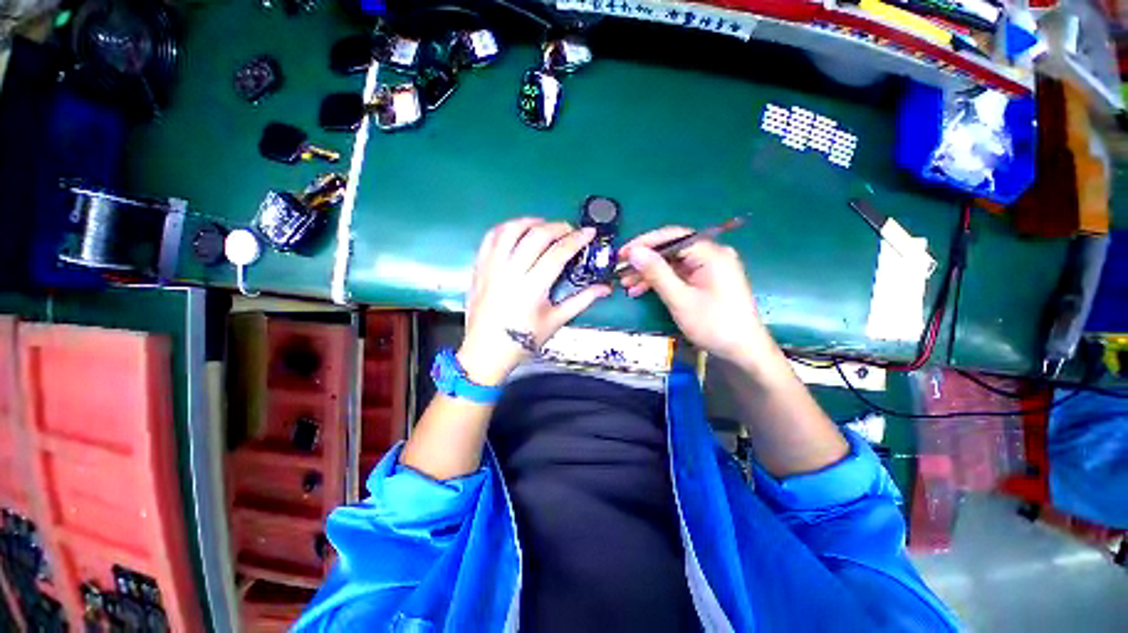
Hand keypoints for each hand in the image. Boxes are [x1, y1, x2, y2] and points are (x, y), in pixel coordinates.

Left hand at [459, 218, 610, 385]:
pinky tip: (517, 232)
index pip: (557, 253)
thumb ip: (581, 300)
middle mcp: (511, 271)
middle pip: (536, 236)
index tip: (589, 232)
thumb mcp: (555, 321)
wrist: (485, 351)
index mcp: (532, 287)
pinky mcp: (479, 267)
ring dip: (531, 222)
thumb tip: (605, 288)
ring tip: (544, 226)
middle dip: (558, 227)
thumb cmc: (523, 340)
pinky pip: (491, 237)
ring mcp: (492, 267)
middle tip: (570, 230)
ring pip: (511, 230)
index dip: (576, 239)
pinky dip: (506, 228)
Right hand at [620, 227, 767, 362]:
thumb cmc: (714, 325)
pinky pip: (678, 275)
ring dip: (649, 274)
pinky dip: (660, 282)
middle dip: (644, 261)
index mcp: (711, 254)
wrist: (743, 351)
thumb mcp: (680, 299)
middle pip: (671, 250)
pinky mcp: (705, 281)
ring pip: (672, 264)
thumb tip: (635, 252)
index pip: (673, 236)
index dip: (645, 242)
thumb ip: (657, 273)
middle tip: (621, 271)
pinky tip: (641, 290)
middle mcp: (711, 256)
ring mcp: (709, 269)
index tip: (623, 253)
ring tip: (626, 285)